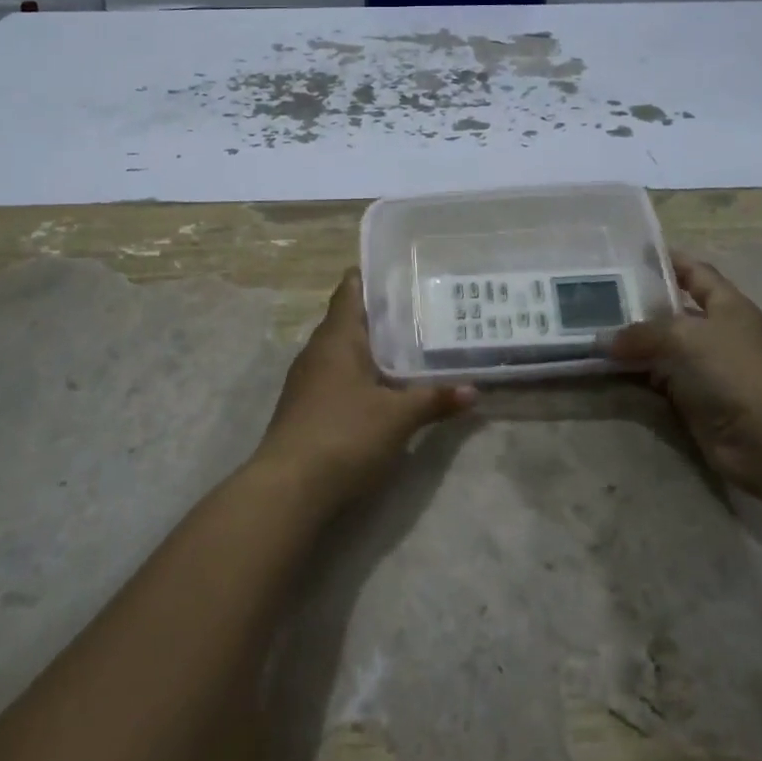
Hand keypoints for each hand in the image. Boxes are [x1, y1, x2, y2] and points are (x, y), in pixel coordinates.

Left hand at [251, 269, 475, 511]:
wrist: (288, 489)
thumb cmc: (344, 435)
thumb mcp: (398, 417)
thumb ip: (434, 400)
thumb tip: (473, 390)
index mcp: (336, 337)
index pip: (350, 289)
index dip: (372, 276)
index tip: (402, 271)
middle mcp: (317, 350)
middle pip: (348, 319)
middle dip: (381, 316)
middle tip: (422, 310)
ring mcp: (307, 380)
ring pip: (342, 351)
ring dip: (371, 348)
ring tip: (410, 347)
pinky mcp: (305, 408)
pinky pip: (336, 377)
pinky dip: (360, 375)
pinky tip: (384, 388)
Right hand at [603, 251, 761, 492]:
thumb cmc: (735, 372)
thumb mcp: (685, 337)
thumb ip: (642, 333)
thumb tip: (603, 340)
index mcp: (726, 305)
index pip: (695, 272)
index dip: (667, 261)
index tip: (629, 254)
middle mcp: (715, 332)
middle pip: (671, 310)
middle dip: (636, 303)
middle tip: (594, 295)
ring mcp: (704, 368)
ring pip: (659, 347)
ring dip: (629, 342)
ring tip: (588, 329)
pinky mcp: (692, 400)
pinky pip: (655, 379)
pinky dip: (632, 374)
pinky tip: (603, 367)